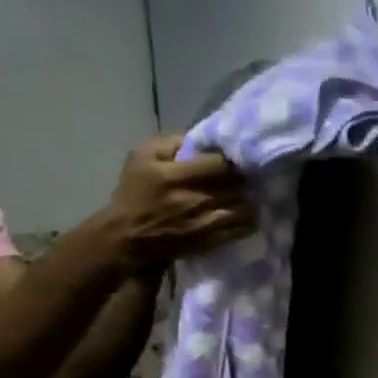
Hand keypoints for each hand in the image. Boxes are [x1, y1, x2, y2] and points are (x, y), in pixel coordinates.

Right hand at [102, 133, 253, 267]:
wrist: (128, 236)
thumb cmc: (135, 193)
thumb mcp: (141, 157)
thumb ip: (170, 141)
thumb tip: (200, 138)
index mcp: (172, 176)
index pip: (220, 163)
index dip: (230, 159)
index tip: (233, 157)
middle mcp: (193, 198)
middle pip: (237, 183)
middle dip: (243, 177)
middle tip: (247, 173)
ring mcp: (206, 221)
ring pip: (245, 204)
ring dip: (249, 196)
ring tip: (247, 191)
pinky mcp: (214, 239)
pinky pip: (245, 226)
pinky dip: (249, 216)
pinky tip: (245, 209)